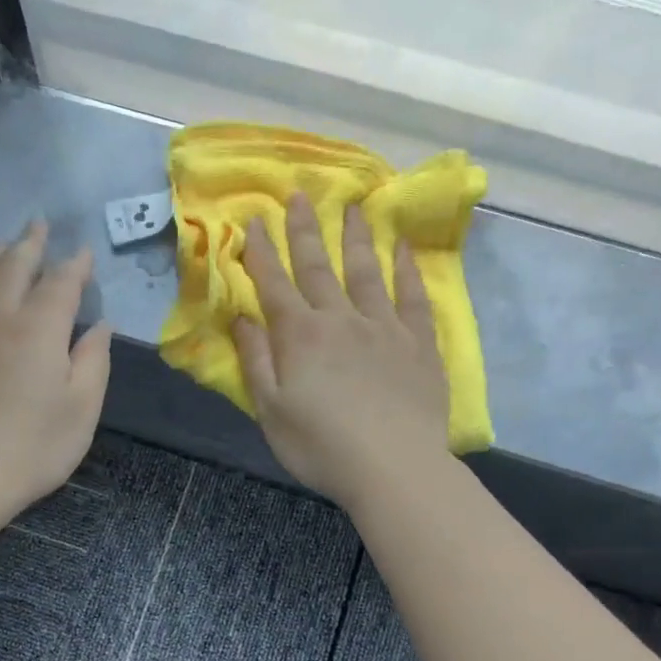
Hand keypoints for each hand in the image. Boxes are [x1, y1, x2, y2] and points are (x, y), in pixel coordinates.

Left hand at [0, 221, 111, 519]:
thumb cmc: (33, 446)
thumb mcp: (82, 408)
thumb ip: (93, 360)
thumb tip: (99, 326)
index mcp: (39, 327)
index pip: (60, 282)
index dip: (74, 265)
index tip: (84, 252)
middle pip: (13, 266)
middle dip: (30, 244)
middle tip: (38, 225)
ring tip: (3, 244)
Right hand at [233, 195, 450, 508]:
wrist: (393, 467)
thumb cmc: (321, 446)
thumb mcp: (271, 411)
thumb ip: (256, 361)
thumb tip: (242, 317)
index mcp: (300, 336)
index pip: (275, 284)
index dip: (261, 251)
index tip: (253, 220)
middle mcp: (341, 319)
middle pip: (319, 267)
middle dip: (305, 230)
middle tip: (299, 194)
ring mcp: (384, 327)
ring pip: (366, 271)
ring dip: (356, 237)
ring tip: (353, 206)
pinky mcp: (419, 343)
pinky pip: (413, 297)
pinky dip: (407, 271)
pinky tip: (403, 250)